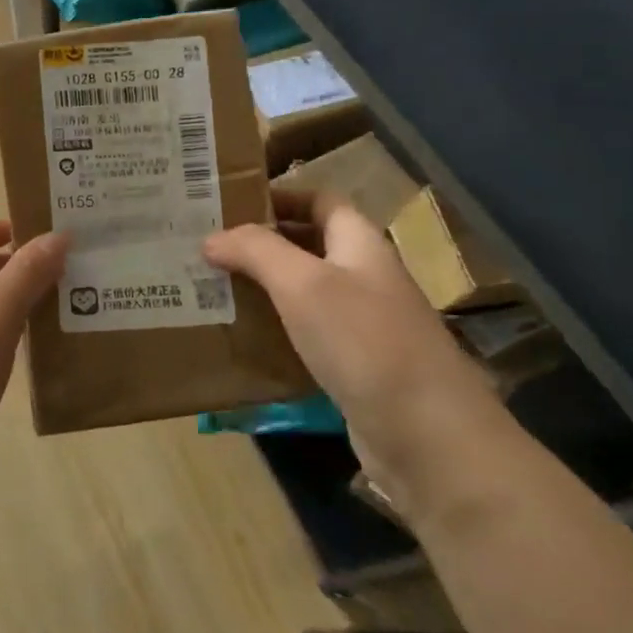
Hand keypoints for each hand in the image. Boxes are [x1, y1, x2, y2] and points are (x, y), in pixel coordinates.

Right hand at [204, 190, 501, 512]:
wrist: (427, 436)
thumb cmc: (365, 342)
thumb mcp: (304, 284)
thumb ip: (256, 251)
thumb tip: (211, 238)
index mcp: (360, 244)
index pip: (319, 201)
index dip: (279, 196)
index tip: (227, 203)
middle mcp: (363, 277)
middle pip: (308, 245)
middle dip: (259, 243)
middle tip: (205, 247)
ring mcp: (361, 324)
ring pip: (303, 293)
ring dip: (261, 288)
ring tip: (208, 288)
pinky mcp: (352, 366)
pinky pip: (304, 335)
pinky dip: (273, 330)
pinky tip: (238, 338)